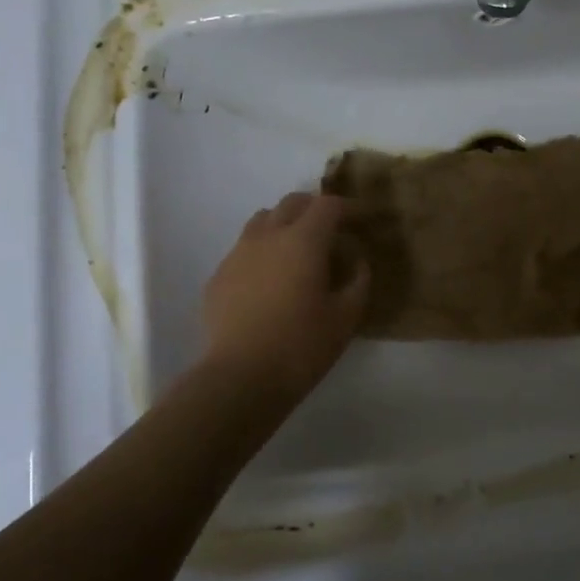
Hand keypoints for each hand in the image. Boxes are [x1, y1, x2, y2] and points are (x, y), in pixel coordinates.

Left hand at [200, 191, 369, 401]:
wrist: (240, 378)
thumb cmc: (301, 346)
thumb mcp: (346, 317)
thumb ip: (358, 281)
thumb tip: (357, 262)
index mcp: (303, 240)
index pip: (328, 205)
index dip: (348, 208)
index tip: (361, 220)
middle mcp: (268, 235)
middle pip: (292, 203)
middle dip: (315, 208)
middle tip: (331, 230)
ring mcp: (238, 253)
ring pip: (262, 220)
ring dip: (284, 224)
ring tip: (297, 249)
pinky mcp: (218, 275)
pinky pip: (243, 249)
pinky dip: (262, 252)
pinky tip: (268, 280)